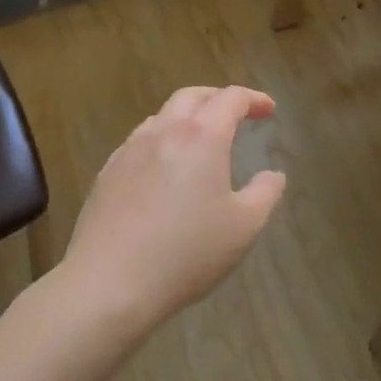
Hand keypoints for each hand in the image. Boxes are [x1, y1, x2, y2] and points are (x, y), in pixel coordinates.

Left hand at [59, 86, 286, 331]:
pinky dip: (162, 141)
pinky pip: (139, 142)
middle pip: (192, 96)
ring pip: (162, 116)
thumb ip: (265, 193)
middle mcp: (163, 132)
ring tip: (201, 141)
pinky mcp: (106, 174)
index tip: (269, 110)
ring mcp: (129, 151)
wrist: (108, 284)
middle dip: (218, 98)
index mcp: (202, 137)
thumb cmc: (186, 253)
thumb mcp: (244, 227)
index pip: (231, 98)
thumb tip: (273, 174)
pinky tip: (164, 170)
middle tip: (237, 115)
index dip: (254, 99)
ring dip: (187, 117)